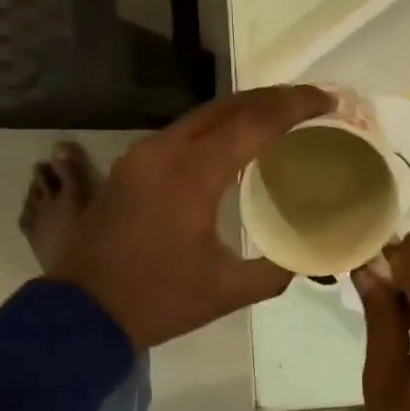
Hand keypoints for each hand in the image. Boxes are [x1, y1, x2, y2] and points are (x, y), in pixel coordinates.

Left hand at [48, 84, 333, 349]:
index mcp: (192, 174)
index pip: (254, 123)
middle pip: (228, 106)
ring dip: (244, 110)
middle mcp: (165, 150)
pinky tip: (236, 143)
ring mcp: (142, 154)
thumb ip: (276, 269)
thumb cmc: (157, 300)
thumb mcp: (227, 291)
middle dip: (273, 97)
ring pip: (203, 115)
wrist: (80, 313)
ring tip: (281, 117)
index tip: (329, 100)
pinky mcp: (130, 165)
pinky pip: (183, 133)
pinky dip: (218, 128)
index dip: (296, 106)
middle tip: (312, 102)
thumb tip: (309, 257)